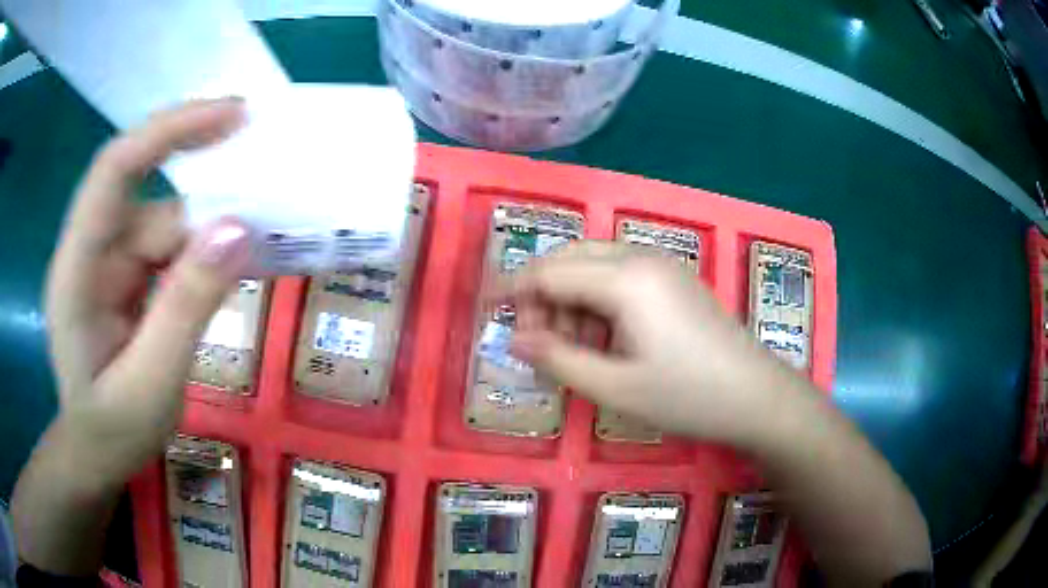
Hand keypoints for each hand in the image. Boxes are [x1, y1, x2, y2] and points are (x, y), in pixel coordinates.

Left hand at [44, 98, 251, 484]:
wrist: (95, 456)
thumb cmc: (112, 432)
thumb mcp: (151, 384)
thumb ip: (186, 307)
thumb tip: (239, 228)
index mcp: (77, 269)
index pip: (116, 168)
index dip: (170, 131)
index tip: (233, 115)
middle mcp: (91, 251)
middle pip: (150, 199)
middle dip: (205, 195)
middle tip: (269, 187)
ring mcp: (109, 265)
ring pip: (165, 228)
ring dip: (210, 236)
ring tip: (264, 244)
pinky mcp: (125, 280)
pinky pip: (169, 252)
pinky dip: (202, 257)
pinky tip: (231, 271)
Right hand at [500, 241, 798, 443]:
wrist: (756, 396)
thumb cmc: (687, 396)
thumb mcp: (615, 388)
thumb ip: (558, 360)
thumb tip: (515, 339)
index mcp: (624, 279)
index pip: (549, 272)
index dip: (513, 290)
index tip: (486, 310)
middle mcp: (641, 258)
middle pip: (570, 258)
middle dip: (542, 293)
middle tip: (535, 340)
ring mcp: (662, 265)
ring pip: (594, 264)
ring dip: (570, 297)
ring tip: (572, 347)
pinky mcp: (675, 279)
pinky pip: (620, 275)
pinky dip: (597, 300)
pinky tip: (604, 337)